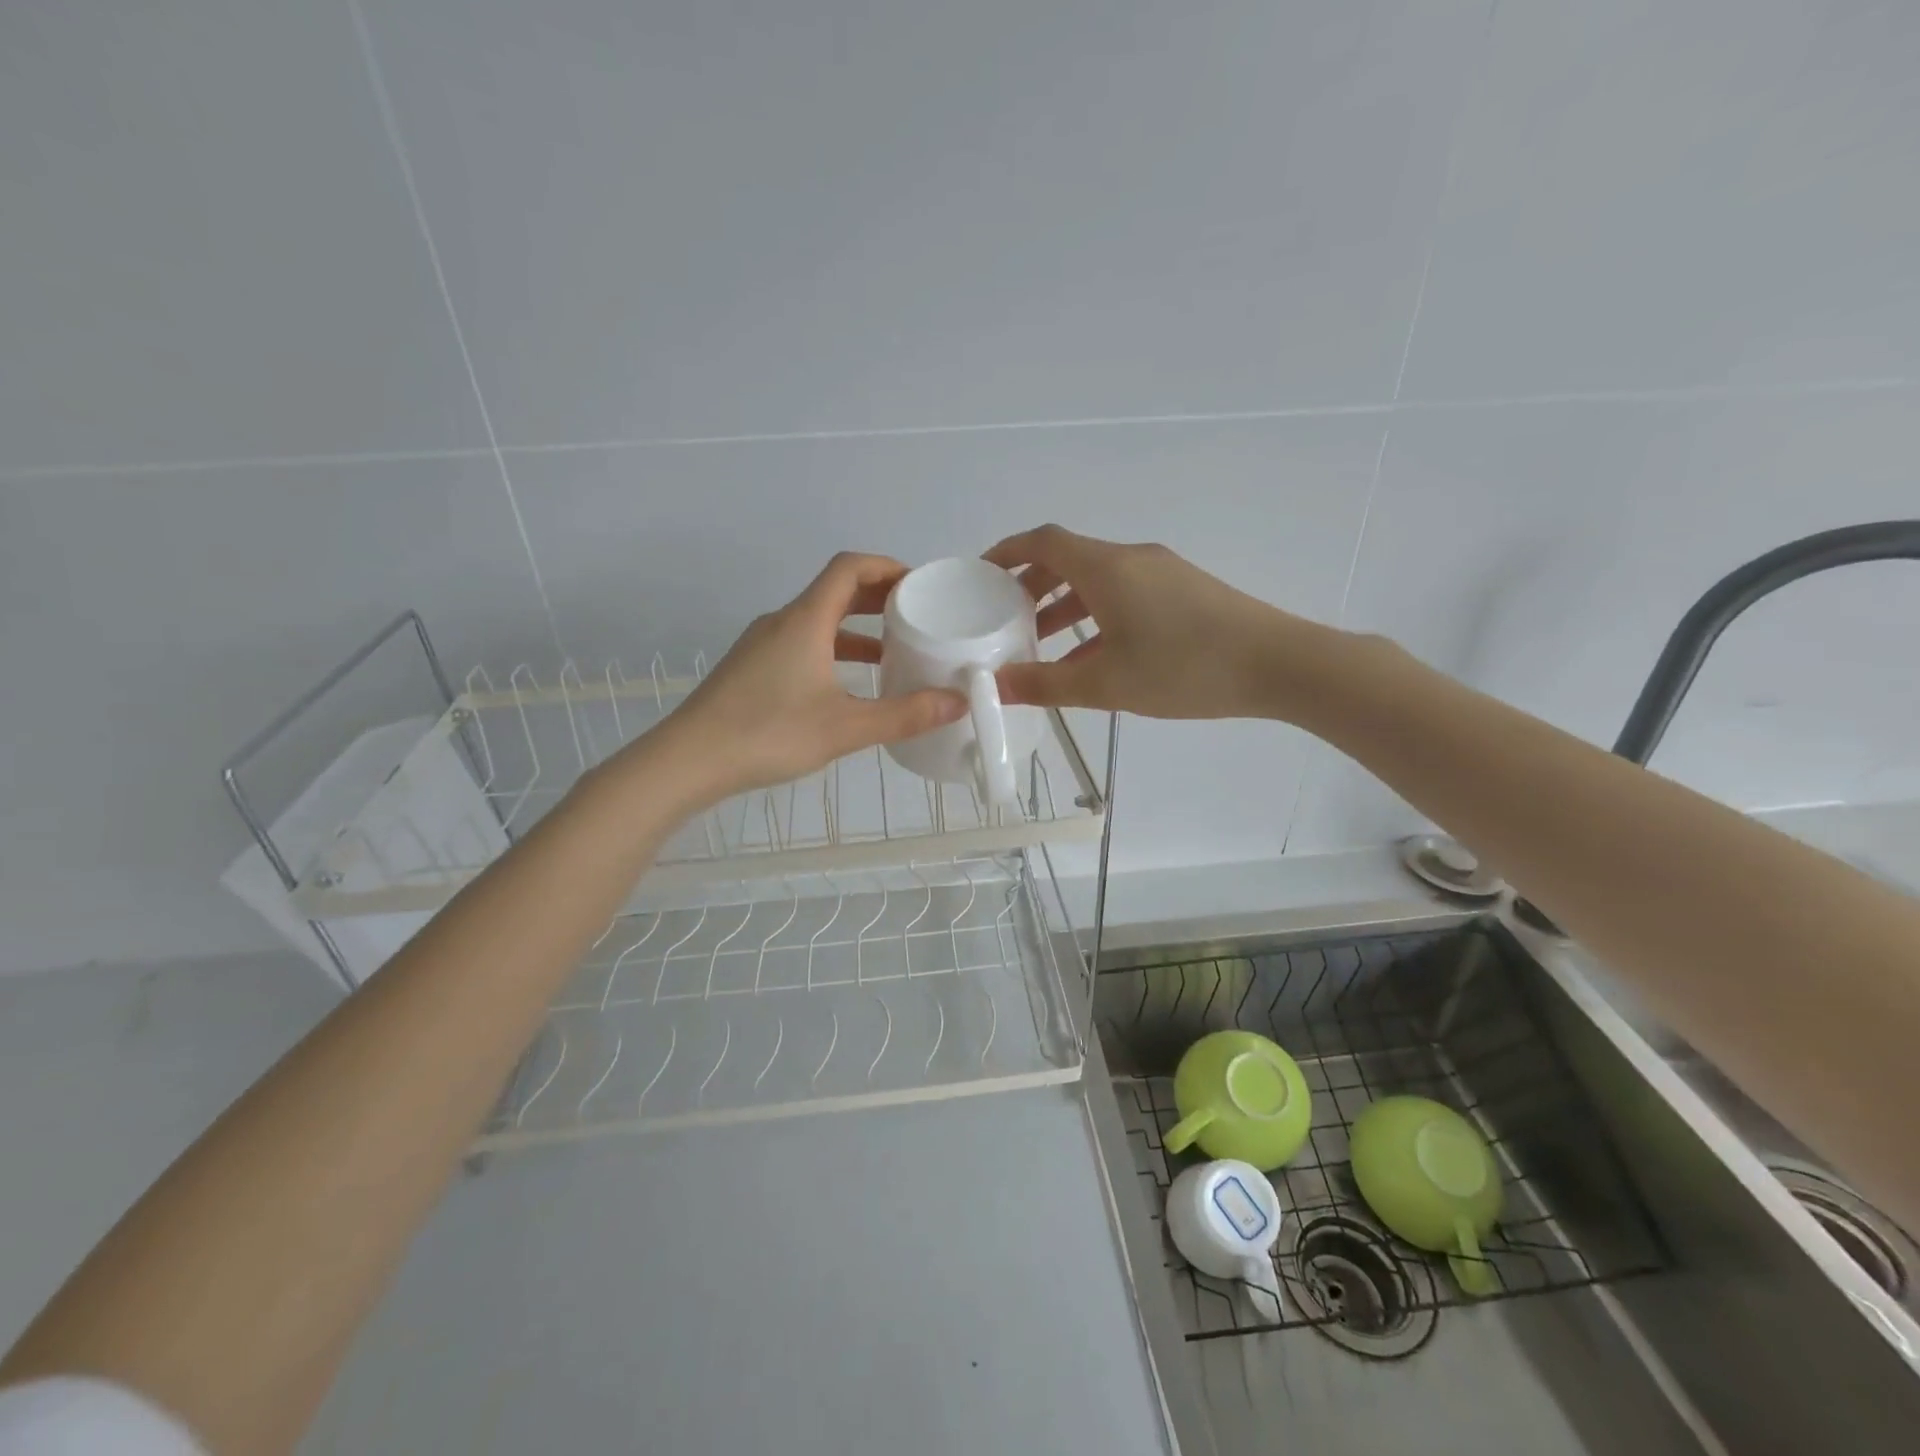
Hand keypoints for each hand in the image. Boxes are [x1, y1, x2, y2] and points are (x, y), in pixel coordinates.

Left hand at [649, 553, 965, 803]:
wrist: (688, 760)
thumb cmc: (769, 734)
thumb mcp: (845, 728)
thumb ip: (904, 715)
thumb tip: (957, 703)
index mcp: (805, 620)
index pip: (848, 567)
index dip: (886, 566)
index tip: (918, 584)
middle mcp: (782, 622)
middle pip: (834, 591)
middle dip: (876, 597)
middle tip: (915, 615)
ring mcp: (762, 644)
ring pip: (817, 621)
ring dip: (854, 628)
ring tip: (891, 651)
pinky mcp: (751, 668)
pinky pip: (801, 642)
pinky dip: (832, 649)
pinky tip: (846, 684)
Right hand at [984, 524, 1323, 720]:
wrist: (1279, 665)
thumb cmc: (1184, 669)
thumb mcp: (1105, 684)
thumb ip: (1044, 685)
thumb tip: (993, 686)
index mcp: (1106, 568)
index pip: (1043, 542)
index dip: (1007, 552)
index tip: (980, 574)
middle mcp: (1131, 559)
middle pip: (1069, 559)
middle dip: (1031, 585)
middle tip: (1005, 617)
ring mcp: (1162, 573)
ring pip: (1098, 580)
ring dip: (1064, 605)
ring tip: (1041, 644)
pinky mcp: (1184, 592)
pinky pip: (1124, 595)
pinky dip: (1097, 617)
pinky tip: (1092, 657)